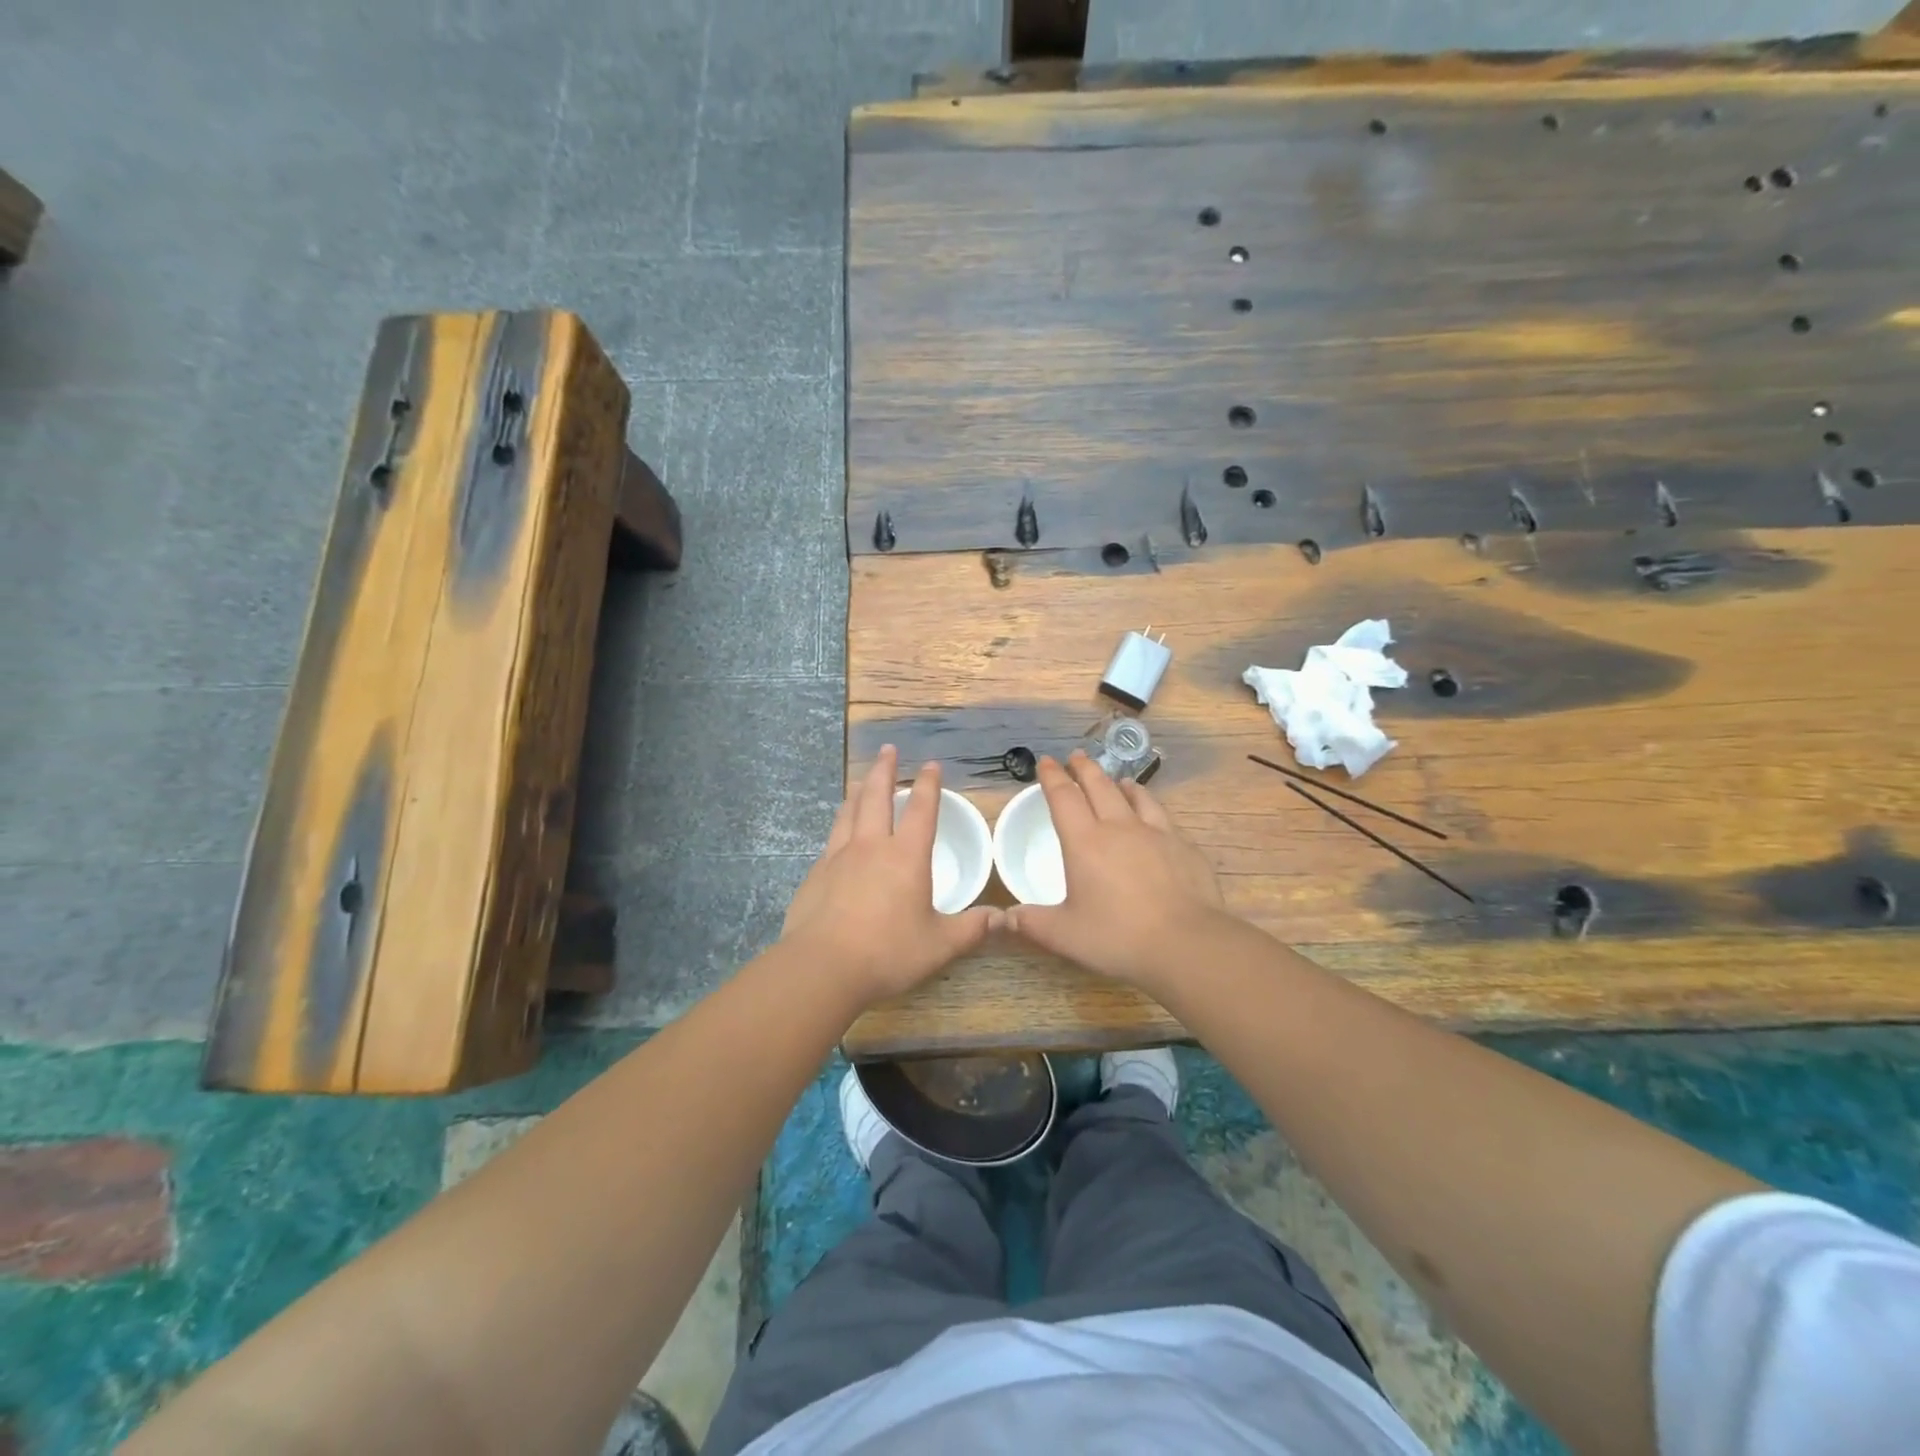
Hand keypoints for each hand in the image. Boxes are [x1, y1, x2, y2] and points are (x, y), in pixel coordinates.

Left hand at [782, 746, 995, 1004]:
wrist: (822, 967)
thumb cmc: (888, 952)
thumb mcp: (939, 945)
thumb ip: (971, 929)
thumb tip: (1001, 918)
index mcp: (906, 856)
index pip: (921, 809)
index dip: (928, 785)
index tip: (930, 765)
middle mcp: (871, 846)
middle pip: (876, 796)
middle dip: (884, 771)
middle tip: (887, 750)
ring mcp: (838, 857)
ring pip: (849, 812)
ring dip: (858, 791)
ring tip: (861, 779)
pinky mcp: (815, 874)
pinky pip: (831, 838)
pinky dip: (840, 824)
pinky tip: (839, 832)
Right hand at [1001, 751, 1228, 990]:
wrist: (1187, 944)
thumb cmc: (1118, 937)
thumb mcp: (1065, 935)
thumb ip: (1032, 923)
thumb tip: (1005, 917)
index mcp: (1085, 842)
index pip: (1064, 797)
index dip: (1052, 777)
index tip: (1046, 761)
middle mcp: (1119, 828)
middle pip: (1100, 786)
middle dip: (1085, 769)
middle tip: (1077, 756)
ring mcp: (1157, 834)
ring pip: (1136, 796)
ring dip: (1121, 784)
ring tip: (1118, 780)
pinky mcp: (1185, 847)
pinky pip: (1164, 817)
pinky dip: (1151, 807)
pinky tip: (1156, 817)